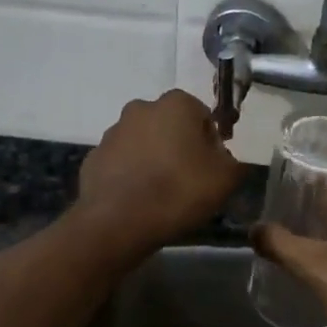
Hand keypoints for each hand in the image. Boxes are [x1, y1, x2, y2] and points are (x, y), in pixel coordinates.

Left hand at [76, 90, 244, 248]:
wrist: (118, 223)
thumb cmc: (179, 191)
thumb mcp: (226, 179)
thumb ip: (234, 162)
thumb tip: (225, 160)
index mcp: (176, 104)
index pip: (202, 116)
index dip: (210, 142)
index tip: (211, 168)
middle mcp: (141, 108)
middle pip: (170, 125)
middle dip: (179, 146)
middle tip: (188, 179)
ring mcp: (113, 132)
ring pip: (143, 142)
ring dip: (153, 159)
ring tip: (161, 193)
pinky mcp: (93, 158)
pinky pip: (121, 163)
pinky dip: (130, 175)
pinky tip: (138, 200)